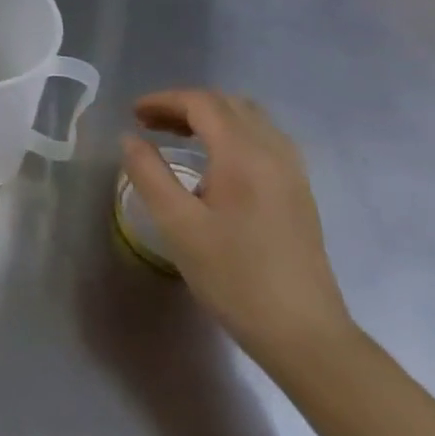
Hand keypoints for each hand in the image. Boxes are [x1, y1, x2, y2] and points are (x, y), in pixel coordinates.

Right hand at [121, 89, 355, 375]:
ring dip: (209, 117)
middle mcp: (274, 153)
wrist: (304, 335)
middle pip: (228, 104)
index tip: (132, 114)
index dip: (163, 100)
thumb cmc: (234, 276)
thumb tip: (130, 139)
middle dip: (185, 105)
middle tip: (149, 123)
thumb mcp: (177, 225)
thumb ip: (148, 173)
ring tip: (176, 137)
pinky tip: (213, 163)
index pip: (202, 103)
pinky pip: (264, 141)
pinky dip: (231, 135)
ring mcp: (293, 174)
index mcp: (244, 155)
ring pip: (250, 120)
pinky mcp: (299, 194)